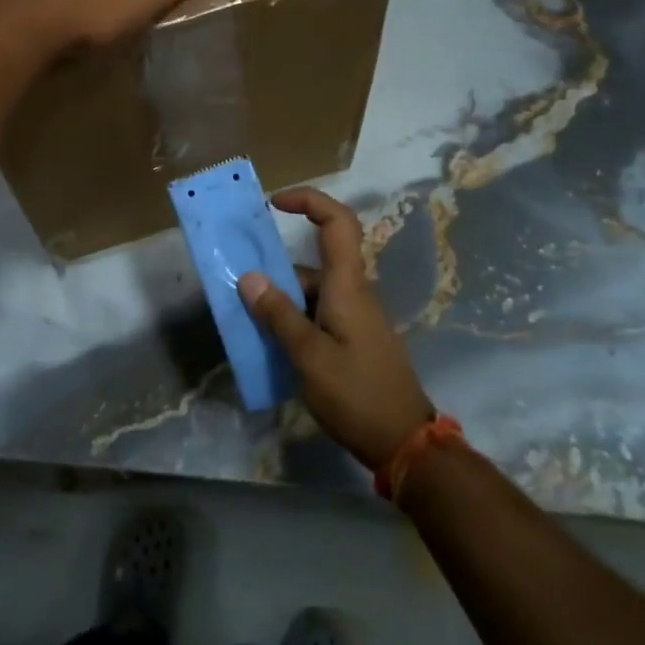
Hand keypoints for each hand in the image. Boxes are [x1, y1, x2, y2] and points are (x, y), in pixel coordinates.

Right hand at [239, 188, 434, 470]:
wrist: (405, 443)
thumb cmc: (357, 394)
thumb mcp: (309, 356)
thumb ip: (278, 315)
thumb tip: (249, 277)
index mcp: (347, 285)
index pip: (337, 222)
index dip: (309, 201)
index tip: (274, 203)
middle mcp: (353, 293)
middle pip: (314, 263)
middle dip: (275, 270)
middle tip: (239, 288)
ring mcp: (355, 318)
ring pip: (312, 293)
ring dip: (280, 302)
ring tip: (246, 324)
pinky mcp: (354, 340)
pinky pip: (317, 316)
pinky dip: (293, 322)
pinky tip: (271, 347)